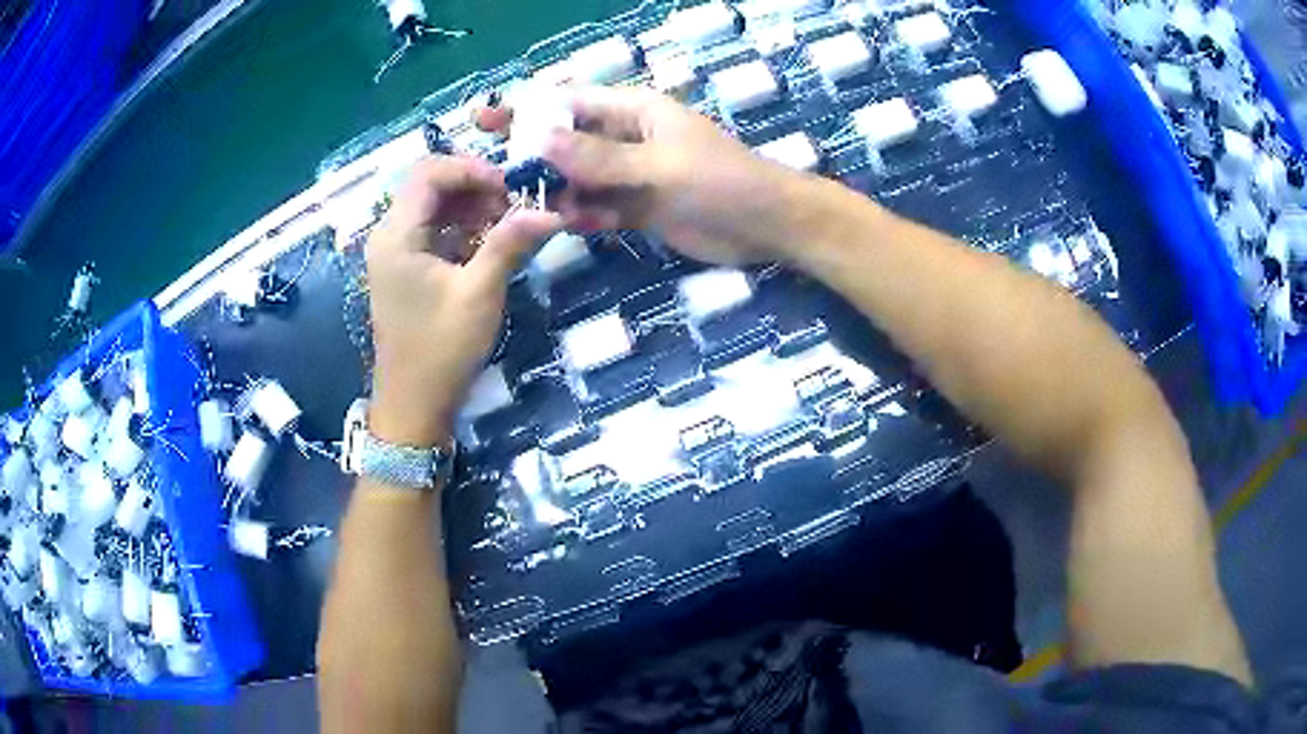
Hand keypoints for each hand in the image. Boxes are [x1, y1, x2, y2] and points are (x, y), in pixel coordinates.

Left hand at [366, 156, 560, 445]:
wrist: (413, 405)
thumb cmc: (440, 350)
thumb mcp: (479, 294)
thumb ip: (509, 245)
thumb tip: (552, 211)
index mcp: (397, 235)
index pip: (429, 171)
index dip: (471, 169)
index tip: (509, 189)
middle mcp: (389, 235)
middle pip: (430, 185)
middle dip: (474, 187)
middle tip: (513, 207)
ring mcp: (395, 253)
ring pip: (434, 207)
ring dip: (471, 207)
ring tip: (507, 226)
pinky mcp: (405, 269)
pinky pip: (434, 231)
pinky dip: (463, 229)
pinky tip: (490, 245)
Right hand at [479, 86, 802, 265]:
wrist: (767, 226)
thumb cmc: (721, 181)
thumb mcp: (658, 165)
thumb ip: (600, 158)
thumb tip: (540, 142)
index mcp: (634, 112)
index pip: (570, 104)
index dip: (527, 110)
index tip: (486, 120)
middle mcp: (627, 139)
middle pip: (568, 143)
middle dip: (533, 157)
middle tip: (494, 178)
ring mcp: (631, 175)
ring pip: (580, 179)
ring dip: (556, 192)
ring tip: (524, 209)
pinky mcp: (638, 208)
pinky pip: (600, 208)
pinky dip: (584, 216)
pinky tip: (569, 225)